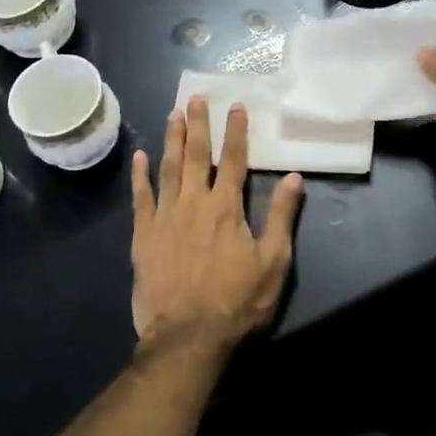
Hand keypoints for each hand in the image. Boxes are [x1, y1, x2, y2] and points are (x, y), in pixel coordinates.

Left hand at [130, 97, 303, 348]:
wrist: (187, 337)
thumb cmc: (237, 302)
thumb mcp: (273, 262)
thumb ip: (281, 216)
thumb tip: (295, 177)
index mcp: (226, 207)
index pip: (232, 159)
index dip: (236, 131)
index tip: (236, 106)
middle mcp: (193, 202)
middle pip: (195, 155)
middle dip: (198, 123)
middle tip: (196, 97)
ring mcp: (164, 217)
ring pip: (168, 168)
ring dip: (171, 139)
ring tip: (173, 114)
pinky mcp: (143, 236)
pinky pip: (140, 198)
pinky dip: (140, 176)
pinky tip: (140, 157)